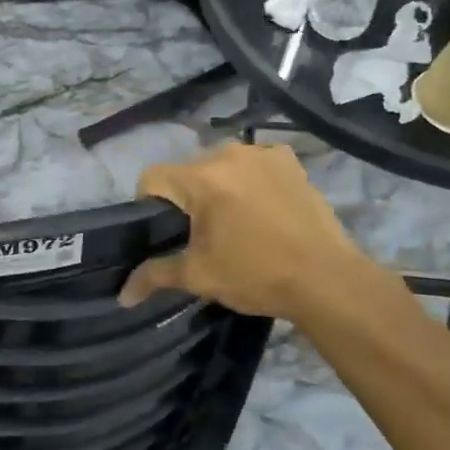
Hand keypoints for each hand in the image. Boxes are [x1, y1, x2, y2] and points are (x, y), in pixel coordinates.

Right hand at [119, 143, 396, 322]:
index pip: (152, 178)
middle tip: (202, 233)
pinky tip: (264, 207)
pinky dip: (252, 179)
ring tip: (236, 221)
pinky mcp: (290, 161)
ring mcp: (263, 154)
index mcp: (200, 179)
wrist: (327, 280)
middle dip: (188, 197)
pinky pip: (256, 163)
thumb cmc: (256, 275)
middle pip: (188, 170)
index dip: (148, 203)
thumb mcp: (199, 276)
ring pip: (223, 164)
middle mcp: (228, 154)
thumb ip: (155, 275)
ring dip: (220, 185)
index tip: (164, 231)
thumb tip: (122, 295)